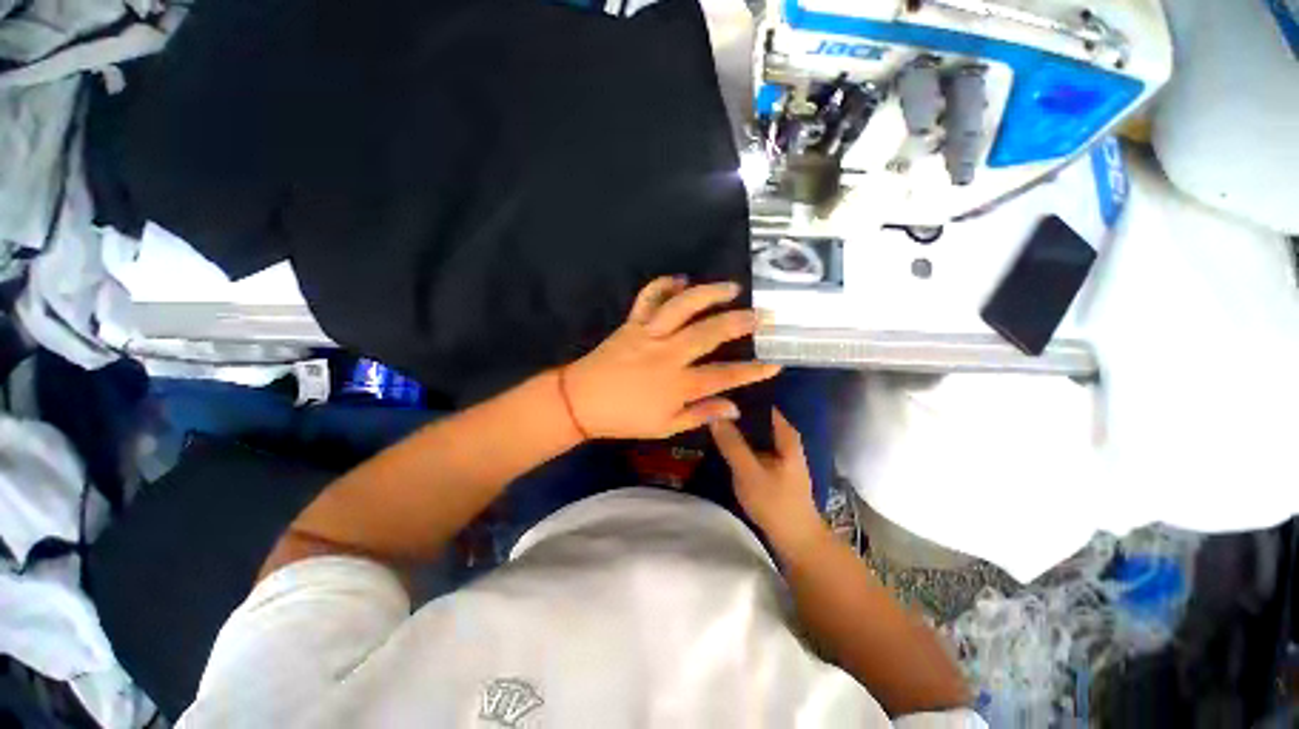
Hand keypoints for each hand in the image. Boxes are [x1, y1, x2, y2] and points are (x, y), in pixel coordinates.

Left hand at [563, 276, 780, 439]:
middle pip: (709, 333)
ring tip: (732, 288)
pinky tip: (680, 279)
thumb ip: (700, 414)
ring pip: (683, 307)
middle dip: (740, 323)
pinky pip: (648, 298)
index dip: (752, 371)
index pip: (724, 375)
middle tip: (763, 315)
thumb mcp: (664, 427)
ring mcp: (649, 334)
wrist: (581, 401)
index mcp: (677, 384)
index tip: (775, 363)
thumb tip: (734, 407)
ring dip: (709, 294)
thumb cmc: (624, 418)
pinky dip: (664, 284)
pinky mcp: (632, 323)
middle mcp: (667, 354)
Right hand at [709, 408, 825, 548]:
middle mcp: (785, 440)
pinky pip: (754, 446)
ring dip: (738, 427)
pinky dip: (741, 442)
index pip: (765, 405)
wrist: (796, 539)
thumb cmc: (776, 503)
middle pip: (759, 418)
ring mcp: (780, 454)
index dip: (744, 397)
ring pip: (756, 432)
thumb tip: (714, 415)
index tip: (721, 390)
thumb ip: (732, 444)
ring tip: (714, 418)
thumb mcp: (749, 472)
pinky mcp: (773, 467)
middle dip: (737, 412)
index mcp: (786, 436)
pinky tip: (725, 442)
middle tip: (712, 404)